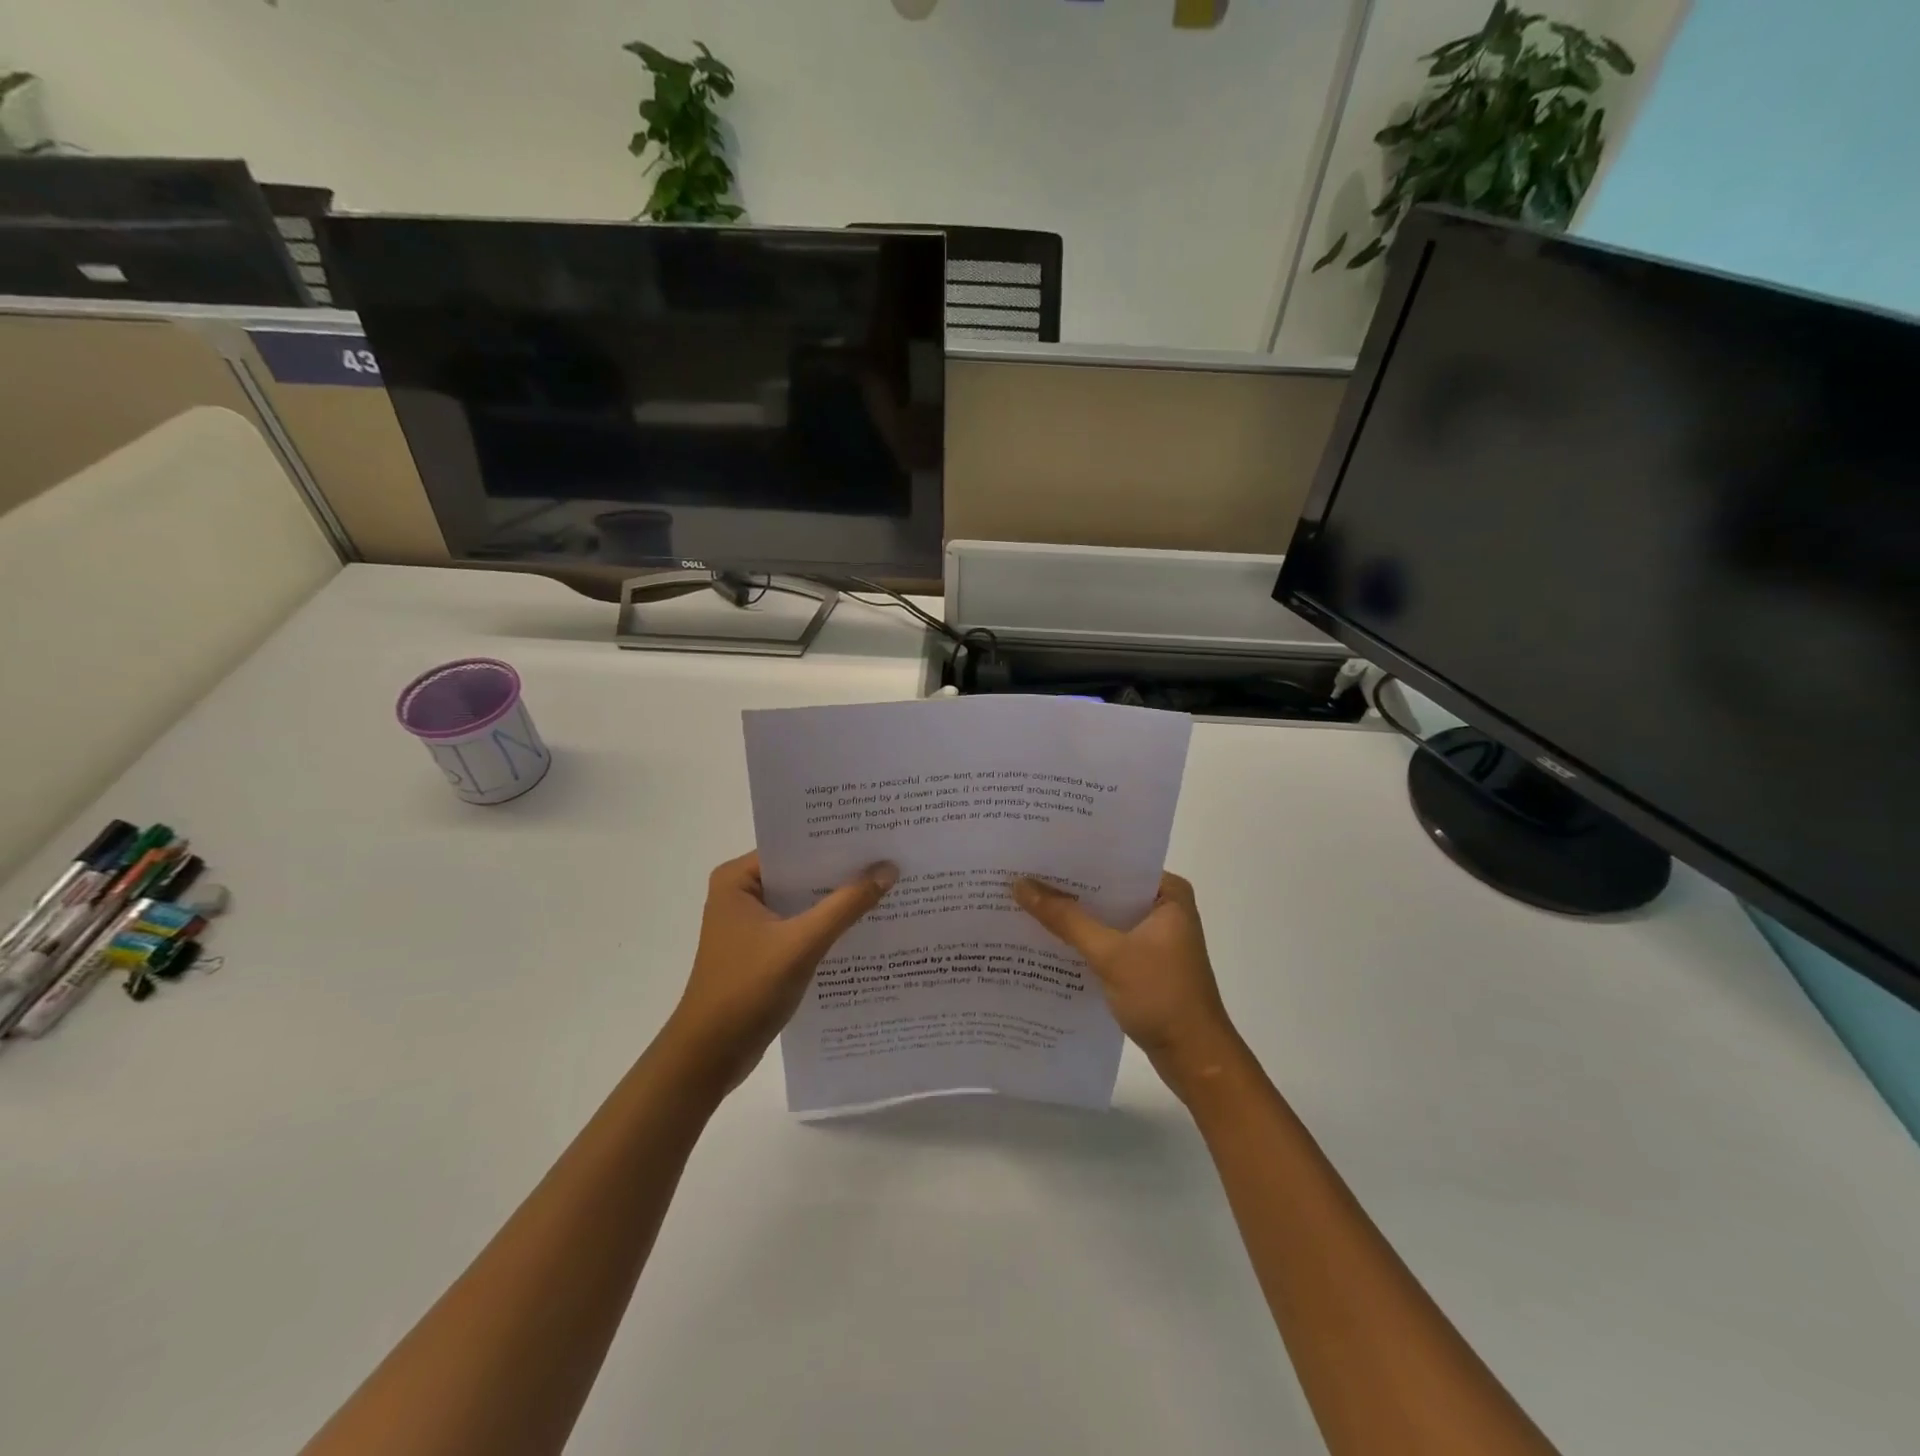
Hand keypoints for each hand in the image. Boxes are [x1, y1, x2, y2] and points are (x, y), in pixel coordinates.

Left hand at [664, 851, 896, 1093]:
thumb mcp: (802, 944)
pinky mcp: (762, 951)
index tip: (877, 836)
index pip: (794, 847)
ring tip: (888, 886)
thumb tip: (888, 868)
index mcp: (738, 880)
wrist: (709, 1057)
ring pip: (804, 902)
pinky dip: (828, 927)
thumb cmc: (746, 990)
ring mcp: (751, 924)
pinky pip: (802, 927)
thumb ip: (846, 905)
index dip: (835, 843)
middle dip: (842, 872)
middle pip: (801, 873)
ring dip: (837, 901)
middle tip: (891, 858)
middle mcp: (741, 894)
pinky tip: (866, 925)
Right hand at [1013, 872, 1245, 1099]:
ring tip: (1024, 899)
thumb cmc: (1162, 996)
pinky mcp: (1142, 961)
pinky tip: (1045, 937)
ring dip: (1072, 915)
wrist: (1195, 1060)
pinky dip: (1081, 939)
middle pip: (1107, 889)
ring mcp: (1153, 936)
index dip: (1076, 856)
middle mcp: (1163, 907)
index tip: (1036, 849)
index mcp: (1168, 892)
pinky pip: (1105, 939)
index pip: (1115, 862)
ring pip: (1104, 916)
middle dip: (1068, 886)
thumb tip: (1020, 885)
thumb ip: (1066, 919)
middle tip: (1021, 872)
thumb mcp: (1109, 954)